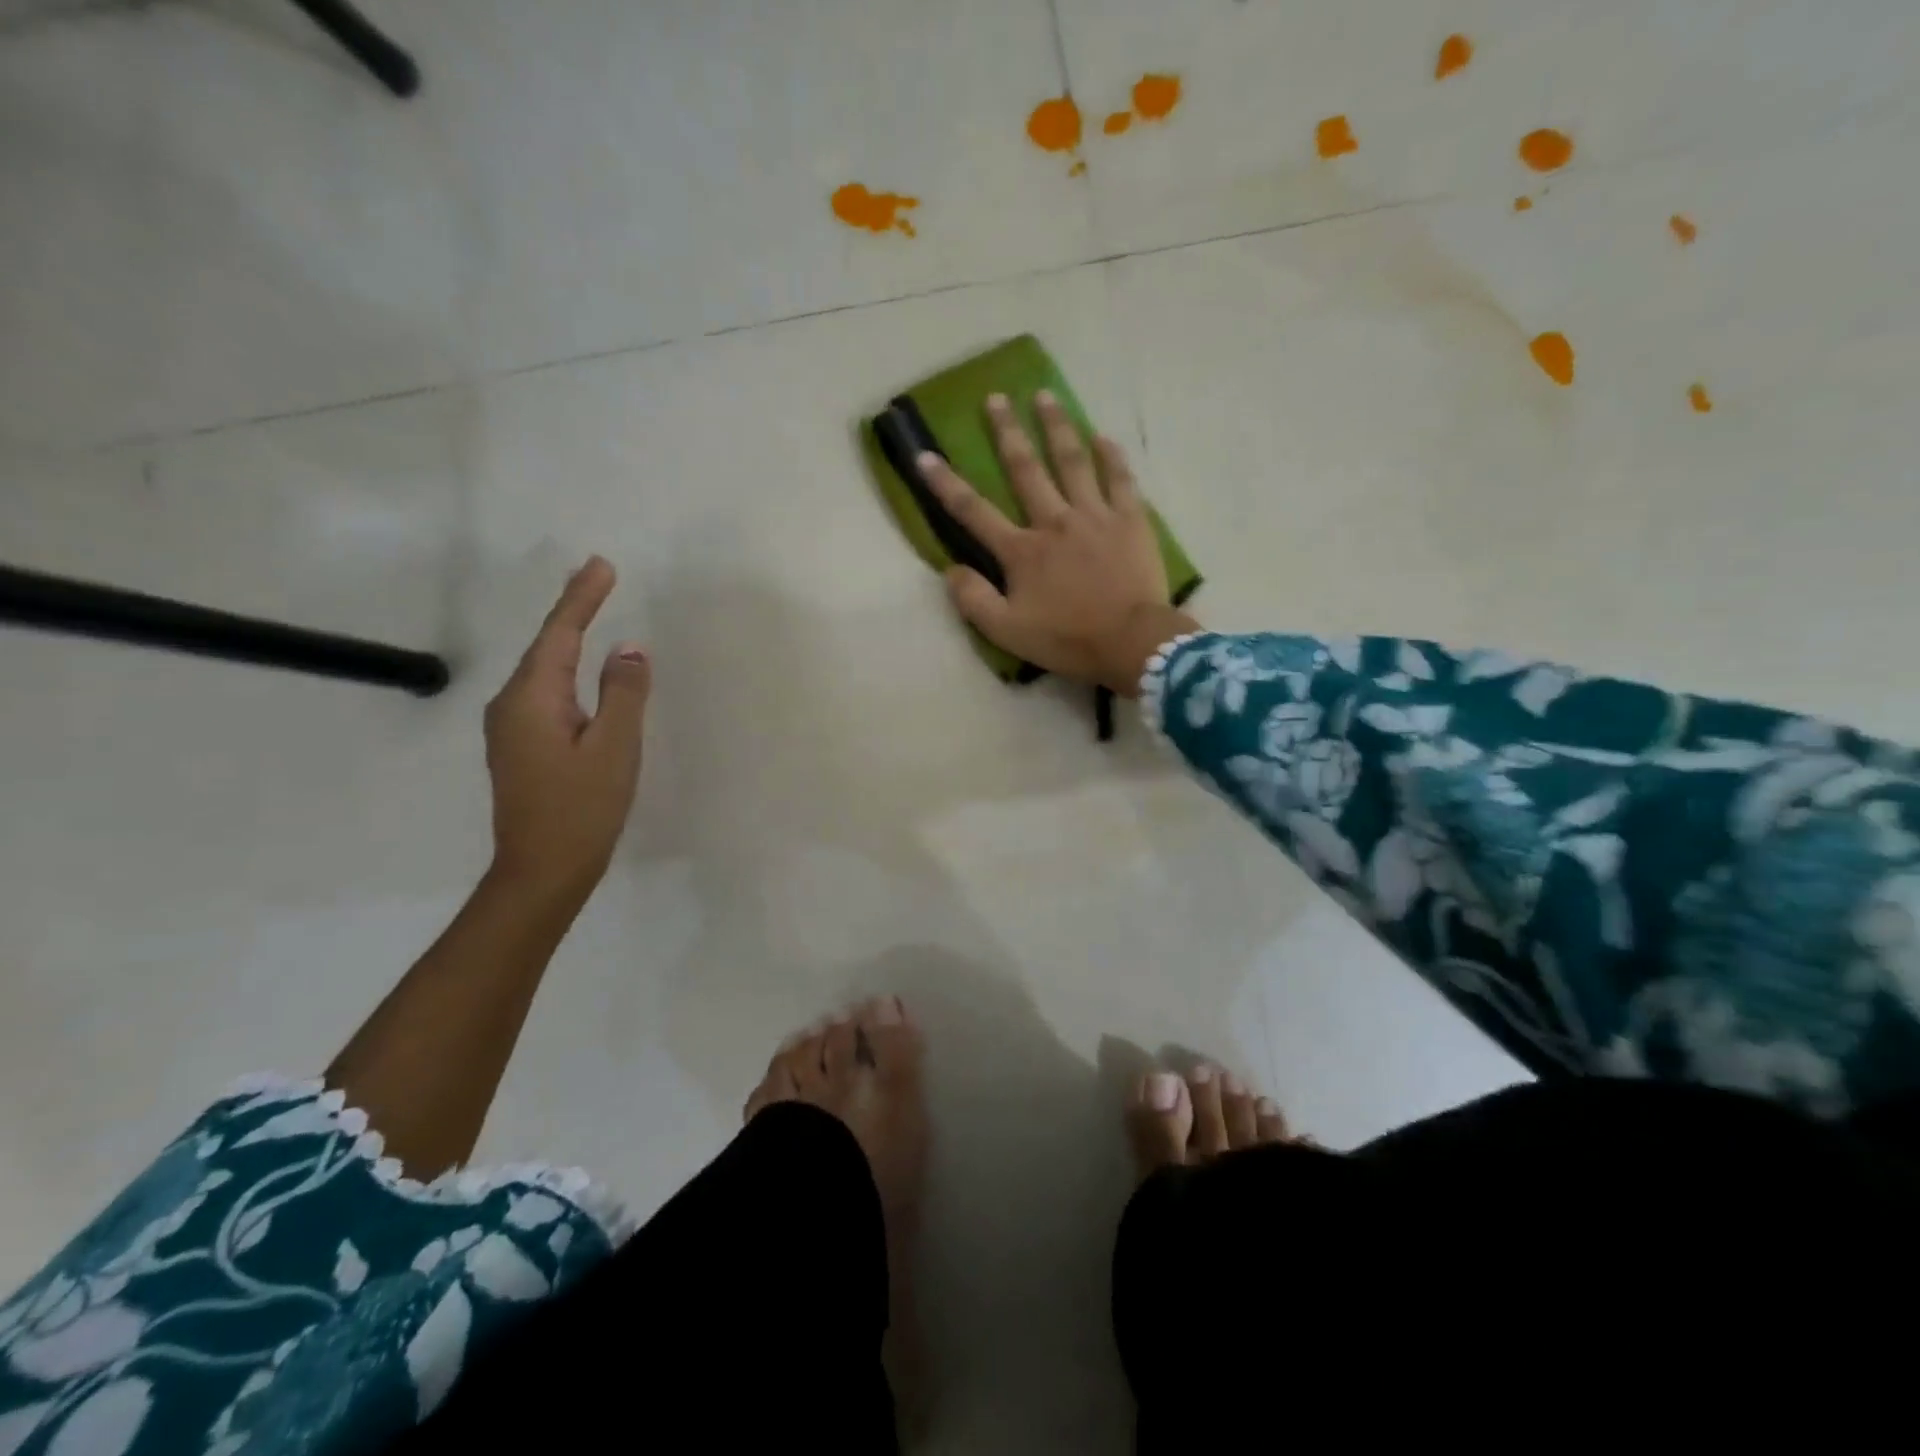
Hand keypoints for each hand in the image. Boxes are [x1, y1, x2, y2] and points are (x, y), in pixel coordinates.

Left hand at [483, 557, 650, 904]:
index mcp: (532, 699)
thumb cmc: (582, 809)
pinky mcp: (521, 748)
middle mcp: (511, 705)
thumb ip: (623, 693)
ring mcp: (511, 729)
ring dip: (568, 640)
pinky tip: (580, 673)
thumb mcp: (614, 748)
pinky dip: (567, 672)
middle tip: (599, 578)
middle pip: (546, 647)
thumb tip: (627, 649)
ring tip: (591, 612)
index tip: (601, 565)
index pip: (559, 635)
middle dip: (573, 611)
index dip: (581, 598)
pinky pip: (547, 695)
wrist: (541, 872)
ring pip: (545, 672)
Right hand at [918, 391, 1199, 695]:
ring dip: (1056, 426)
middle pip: (1026, 469)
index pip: (974, 511)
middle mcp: (1054, 522)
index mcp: (1022, 551)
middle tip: (995, 398)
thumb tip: (950, 570)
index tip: (924, 455)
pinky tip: (1102, 436)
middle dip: (1007, 432)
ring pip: (1072, 461)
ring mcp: (1095, 516)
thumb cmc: (1067, 639)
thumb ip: (973, 600)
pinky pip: (1120, 479)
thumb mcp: (1007, 631)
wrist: (1132, 643)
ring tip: (1045, 395)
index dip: (945, 483)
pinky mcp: (1131, 520)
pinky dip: (1111, 456)